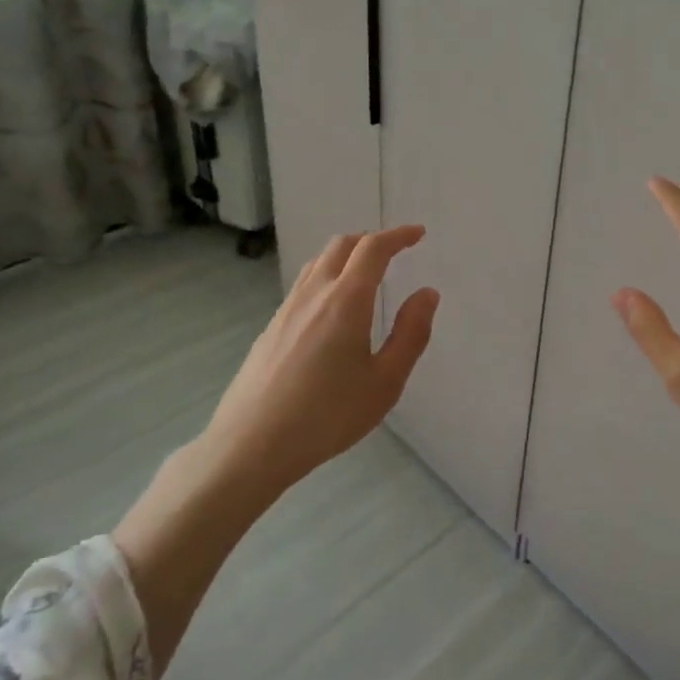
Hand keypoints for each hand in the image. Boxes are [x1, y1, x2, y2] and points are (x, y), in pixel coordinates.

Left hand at [198, 224, 439, 494]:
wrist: (252, 445)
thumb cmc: (328, 415)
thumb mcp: (385, 382)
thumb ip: (411, 333)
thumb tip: (427, 294)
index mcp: (346, 300)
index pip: (373, 249)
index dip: (398, 236)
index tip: (418, 234)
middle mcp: (314, 294)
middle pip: (342, 245)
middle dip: (371, 240)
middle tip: (395, 251)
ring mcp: (287, 309)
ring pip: (318, 263)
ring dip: (346, 256)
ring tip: (366, 274)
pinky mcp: (271, 328)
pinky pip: (304, 285)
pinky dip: (327, 277)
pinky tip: (333, 310)